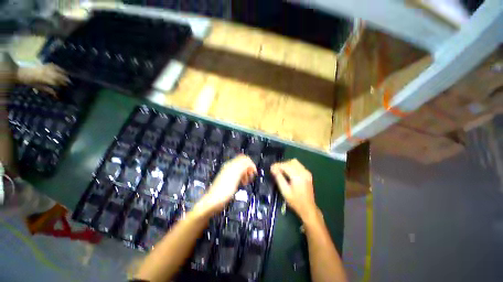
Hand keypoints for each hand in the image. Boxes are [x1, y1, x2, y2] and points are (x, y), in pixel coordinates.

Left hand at [16, 63, 68, 96]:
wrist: (19, 72)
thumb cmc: (27, 81)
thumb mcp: (36, 86)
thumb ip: (47, 89)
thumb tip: (56, 94)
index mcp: (44, 78)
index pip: (57, 81)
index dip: (63, 85)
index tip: (68, 88)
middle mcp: (46, 71)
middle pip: (58, 75)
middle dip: (65, 79)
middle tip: (71, 83)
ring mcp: (45, 67)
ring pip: (57, 69)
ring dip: (63, 73)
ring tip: (68, 76)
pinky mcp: (44, 64)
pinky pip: (53, 65)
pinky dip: (58, 68)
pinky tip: (61, 69)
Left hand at [197, 155, 256, 214]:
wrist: (214, 200)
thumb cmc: (225, 190)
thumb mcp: (236, 176)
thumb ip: (242, 167)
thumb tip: (249, 161)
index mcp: (231, 165)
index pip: (244, 159)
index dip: (251, 164)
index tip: (254, 172)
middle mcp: (229, 166)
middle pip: (243, 163)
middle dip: (248, 169)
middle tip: (251, 177)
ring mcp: (228, 172)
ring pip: (241, 169)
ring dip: (246, 173)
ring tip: (247, 181)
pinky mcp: (227, 178)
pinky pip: (237, 174)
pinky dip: (242, 176)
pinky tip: (242, 182)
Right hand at [271, 159, 317, 221]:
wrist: (308, 208)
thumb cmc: (295, 201)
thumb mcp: (284, 191)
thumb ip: (279, 178)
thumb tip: (272, 169)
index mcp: (298, 176)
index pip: (286, 166)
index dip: (277, 165)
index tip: (271, 168)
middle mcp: (303, 172)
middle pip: (291, 162)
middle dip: (282, 164)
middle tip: (275, 170)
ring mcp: (307, 172)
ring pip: (295, 162)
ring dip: (287, 164)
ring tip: (281, 170)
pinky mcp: (307, 174)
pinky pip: (298, 165)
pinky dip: (291, 166)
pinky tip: (288, 172)